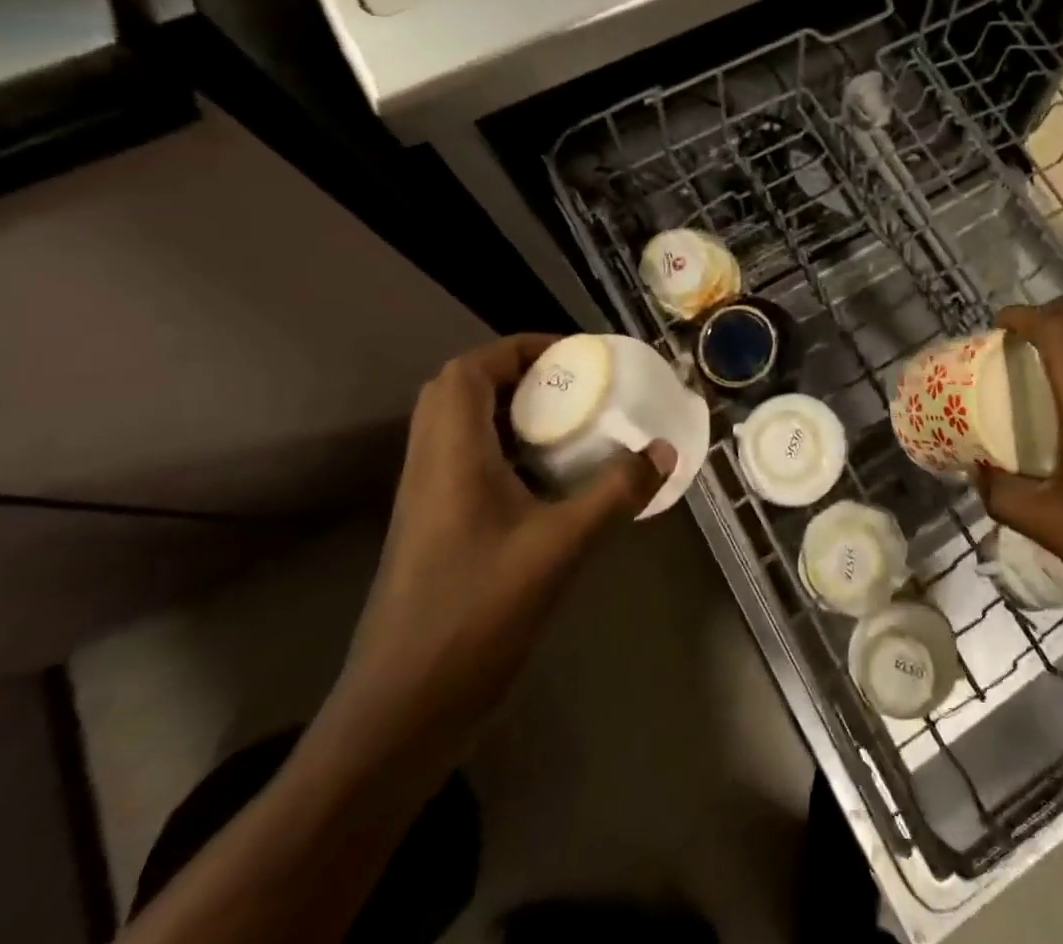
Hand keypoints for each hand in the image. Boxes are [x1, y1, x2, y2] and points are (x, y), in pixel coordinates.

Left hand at [323, 334, 673, 768]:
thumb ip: (616, 493)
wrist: (398, 714)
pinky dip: (507, 450)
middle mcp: (430, 466)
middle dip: (517, 374)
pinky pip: (468, 463)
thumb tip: (664, 450)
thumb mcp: (560, 548)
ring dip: (511, 411)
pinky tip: (550, 479)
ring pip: (460, 428)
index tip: (573, 356)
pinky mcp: (434, 531)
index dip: (519, 349)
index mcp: (451, 455)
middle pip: (459, 391)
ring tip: (569, 422)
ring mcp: (427, 501)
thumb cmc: (475, 617)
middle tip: (572, 385)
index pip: (469, 370)